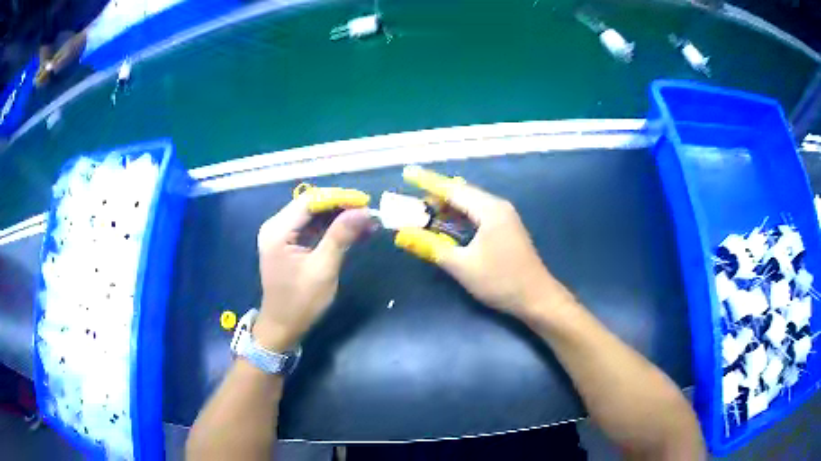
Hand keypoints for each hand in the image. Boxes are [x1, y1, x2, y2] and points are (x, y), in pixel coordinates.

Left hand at [254, 189, 370, 350]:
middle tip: (369, 213)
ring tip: (367, 222)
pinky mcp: (288, 243)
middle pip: (311, 205)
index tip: (365, 202)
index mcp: (278, 230)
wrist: (282, 327)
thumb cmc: (300, 302)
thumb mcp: (323, 269)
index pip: (310, 201)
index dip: (339, 198)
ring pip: (313, 216)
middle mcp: (276, 226)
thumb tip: (365, 212)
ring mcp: (280, 234)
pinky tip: (353, 232)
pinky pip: (311, 228)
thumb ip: (341, 236)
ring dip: (339, 218)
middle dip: (341, 207)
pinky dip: (332, 229)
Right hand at [395, 167, 573, 318]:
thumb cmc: (500, 281)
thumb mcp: (462, 265)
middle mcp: (498, 206)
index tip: (408, 174)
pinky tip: (448, 227)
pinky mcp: (506, 228)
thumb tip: (402, 235)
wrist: (536, 298)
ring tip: (424, 216)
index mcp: (489, 209)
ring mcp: (504, 217)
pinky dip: (460, 217)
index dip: (428, 182)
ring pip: (470, 204)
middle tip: (412, 206)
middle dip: (436, 197)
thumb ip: (431, 247)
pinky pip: (478, 214)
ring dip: (448, 208)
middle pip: (462, 193)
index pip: (453, 189)